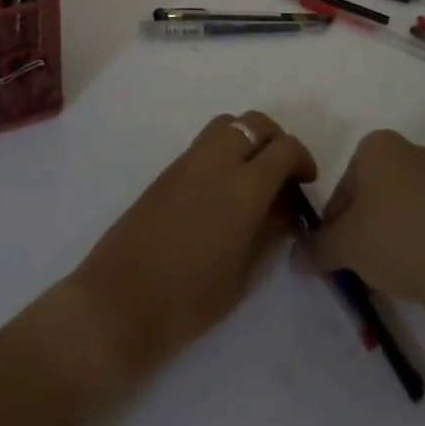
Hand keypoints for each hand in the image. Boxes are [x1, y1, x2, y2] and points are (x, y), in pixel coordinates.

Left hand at [65, 111, 315, 387]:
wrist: (119, 302)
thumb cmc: (188, 301)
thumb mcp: (242, 276)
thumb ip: (268, 234)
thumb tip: (284, 211)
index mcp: (243, 188)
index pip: (284, 148)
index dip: (302, 160)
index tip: (305, 185)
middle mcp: (216, 162)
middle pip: (255, 122)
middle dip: (276, 140)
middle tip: (282, 176)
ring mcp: (187, 162)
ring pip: (226, 124)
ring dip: (246, 138)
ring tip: (251, 178)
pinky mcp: (166, 170)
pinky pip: (203, 143)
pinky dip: (222, 150)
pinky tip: (221, 190)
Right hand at [302, 130, 424, 319]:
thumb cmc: (394, 238)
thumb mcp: (344, 246)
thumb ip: (316, 248)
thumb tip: (296, 257)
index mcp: (378, 145)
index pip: (344, 181)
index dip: (335, 217)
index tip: (337, 247)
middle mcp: (412, 149)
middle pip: (374, 189)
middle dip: (364, 221)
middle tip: (360, 258)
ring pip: (404, 203)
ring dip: (392, 230)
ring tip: (390, 270)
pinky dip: (420, 238)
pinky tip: (419, 269)